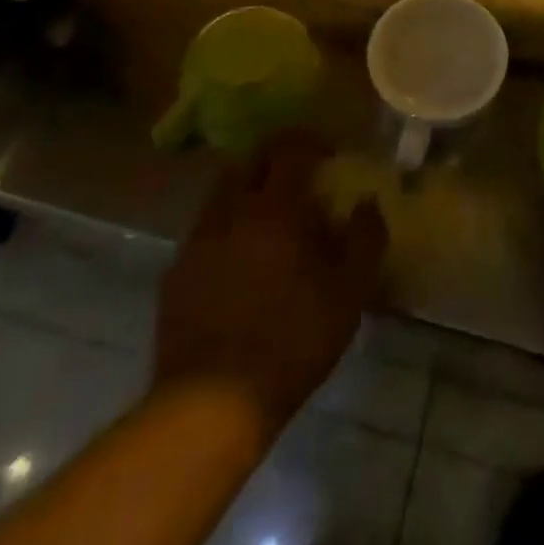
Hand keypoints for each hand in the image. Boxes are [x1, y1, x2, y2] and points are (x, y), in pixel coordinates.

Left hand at [153, 131, 387, 436]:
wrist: (211, 403)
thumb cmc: (292, 340)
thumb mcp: (349, 293)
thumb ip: (365, 238)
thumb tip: (367, 203)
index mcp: (276, 205)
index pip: (291, 147)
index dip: (311, 141)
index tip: (328, 154)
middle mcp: (232, 209)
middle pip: (250, 160)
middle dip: (276, 159)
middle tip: (298, 180)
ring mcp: (198, 239)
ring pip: (222, 193)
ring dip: (247, 191)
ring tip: (267, 220)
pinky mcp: (176, 272)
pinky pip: (204, 231)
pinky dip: (225, 230)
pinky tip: (238, 263)